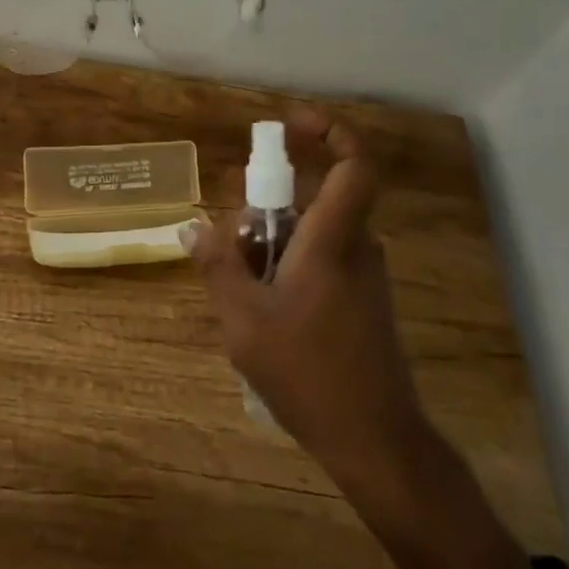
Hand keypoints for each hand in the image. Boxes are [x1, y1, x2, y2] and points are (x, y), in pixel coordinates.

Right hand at [184, 110, 423, 488]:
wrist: (377, 443)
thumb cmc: (308, 376)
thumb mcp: (243, 322)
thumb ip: (217, 266)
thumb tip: (191, 227)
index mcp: (333, 242)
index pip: (354, 166)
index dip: (330, 132)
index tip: (291, 124)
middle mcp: (357, 247)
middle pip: (310, 202)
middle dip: (265, 214)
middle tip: (233, 250)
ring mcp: (365, 275)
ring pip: (312, 235)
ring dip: (272, 249)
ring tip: (243, 297)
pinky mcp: (364, 299)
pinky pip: (322, 261)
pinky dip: (288, 270)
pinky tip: (267, 317)